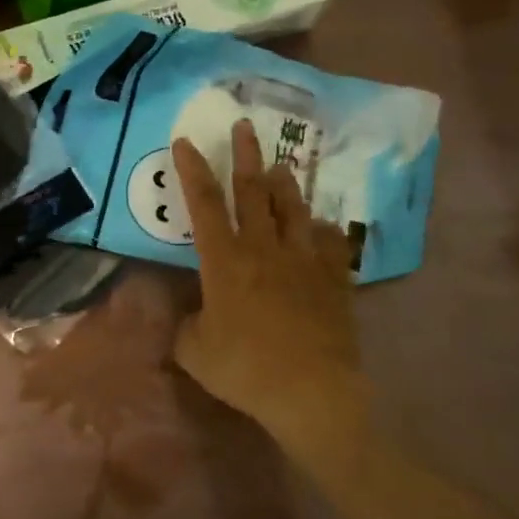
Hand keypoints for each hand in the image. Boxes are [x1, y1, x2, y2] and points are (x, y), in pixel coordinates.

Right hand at [171, 119, 365, 445]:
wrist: (312, 392)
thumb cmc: (245, 369)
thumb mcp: (195, 351)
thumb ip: (186, 326)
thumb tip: (193, 316)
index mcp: (224, 261)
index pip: (204, 204)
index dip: (192, 170)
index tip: (185, 141)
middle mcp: (264, 249)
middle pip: (253, 192)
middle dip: (245, 156)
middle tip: (244, 126)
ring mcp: (303, 261)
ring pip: (292, 209)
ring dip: (283, 184)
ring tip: (279, 165)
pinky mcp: (333, 279)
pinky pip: (329, 242)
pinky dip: (321, 229)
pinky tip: (319, 225)